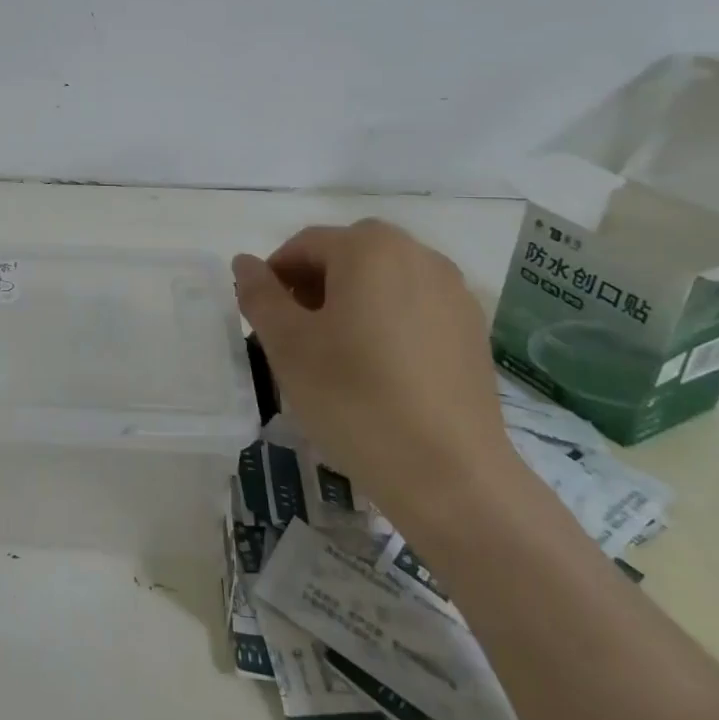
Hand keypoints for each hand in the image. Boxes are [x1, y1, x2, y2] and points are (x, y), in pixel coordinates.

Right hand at [233, 220, 515, 526]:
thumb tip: (245, 262)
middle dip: (312, 286)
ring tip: (335, 355)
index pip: (304, 245)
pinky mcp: (473, 330)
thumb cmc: (353, 398)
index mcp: (369, 249)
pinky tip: (378, 370)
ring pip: (383, 280)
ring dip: (350, 301)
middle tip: (294, 336)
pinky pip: (414, 307)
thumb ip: (260, 295)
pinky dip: (387, 321)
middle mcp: (418, 255)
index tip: (262, 319)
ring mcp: (454, 292)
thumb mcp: (288, 345)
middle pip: (347, 256)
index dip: (274, 277)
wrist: (448, 474)